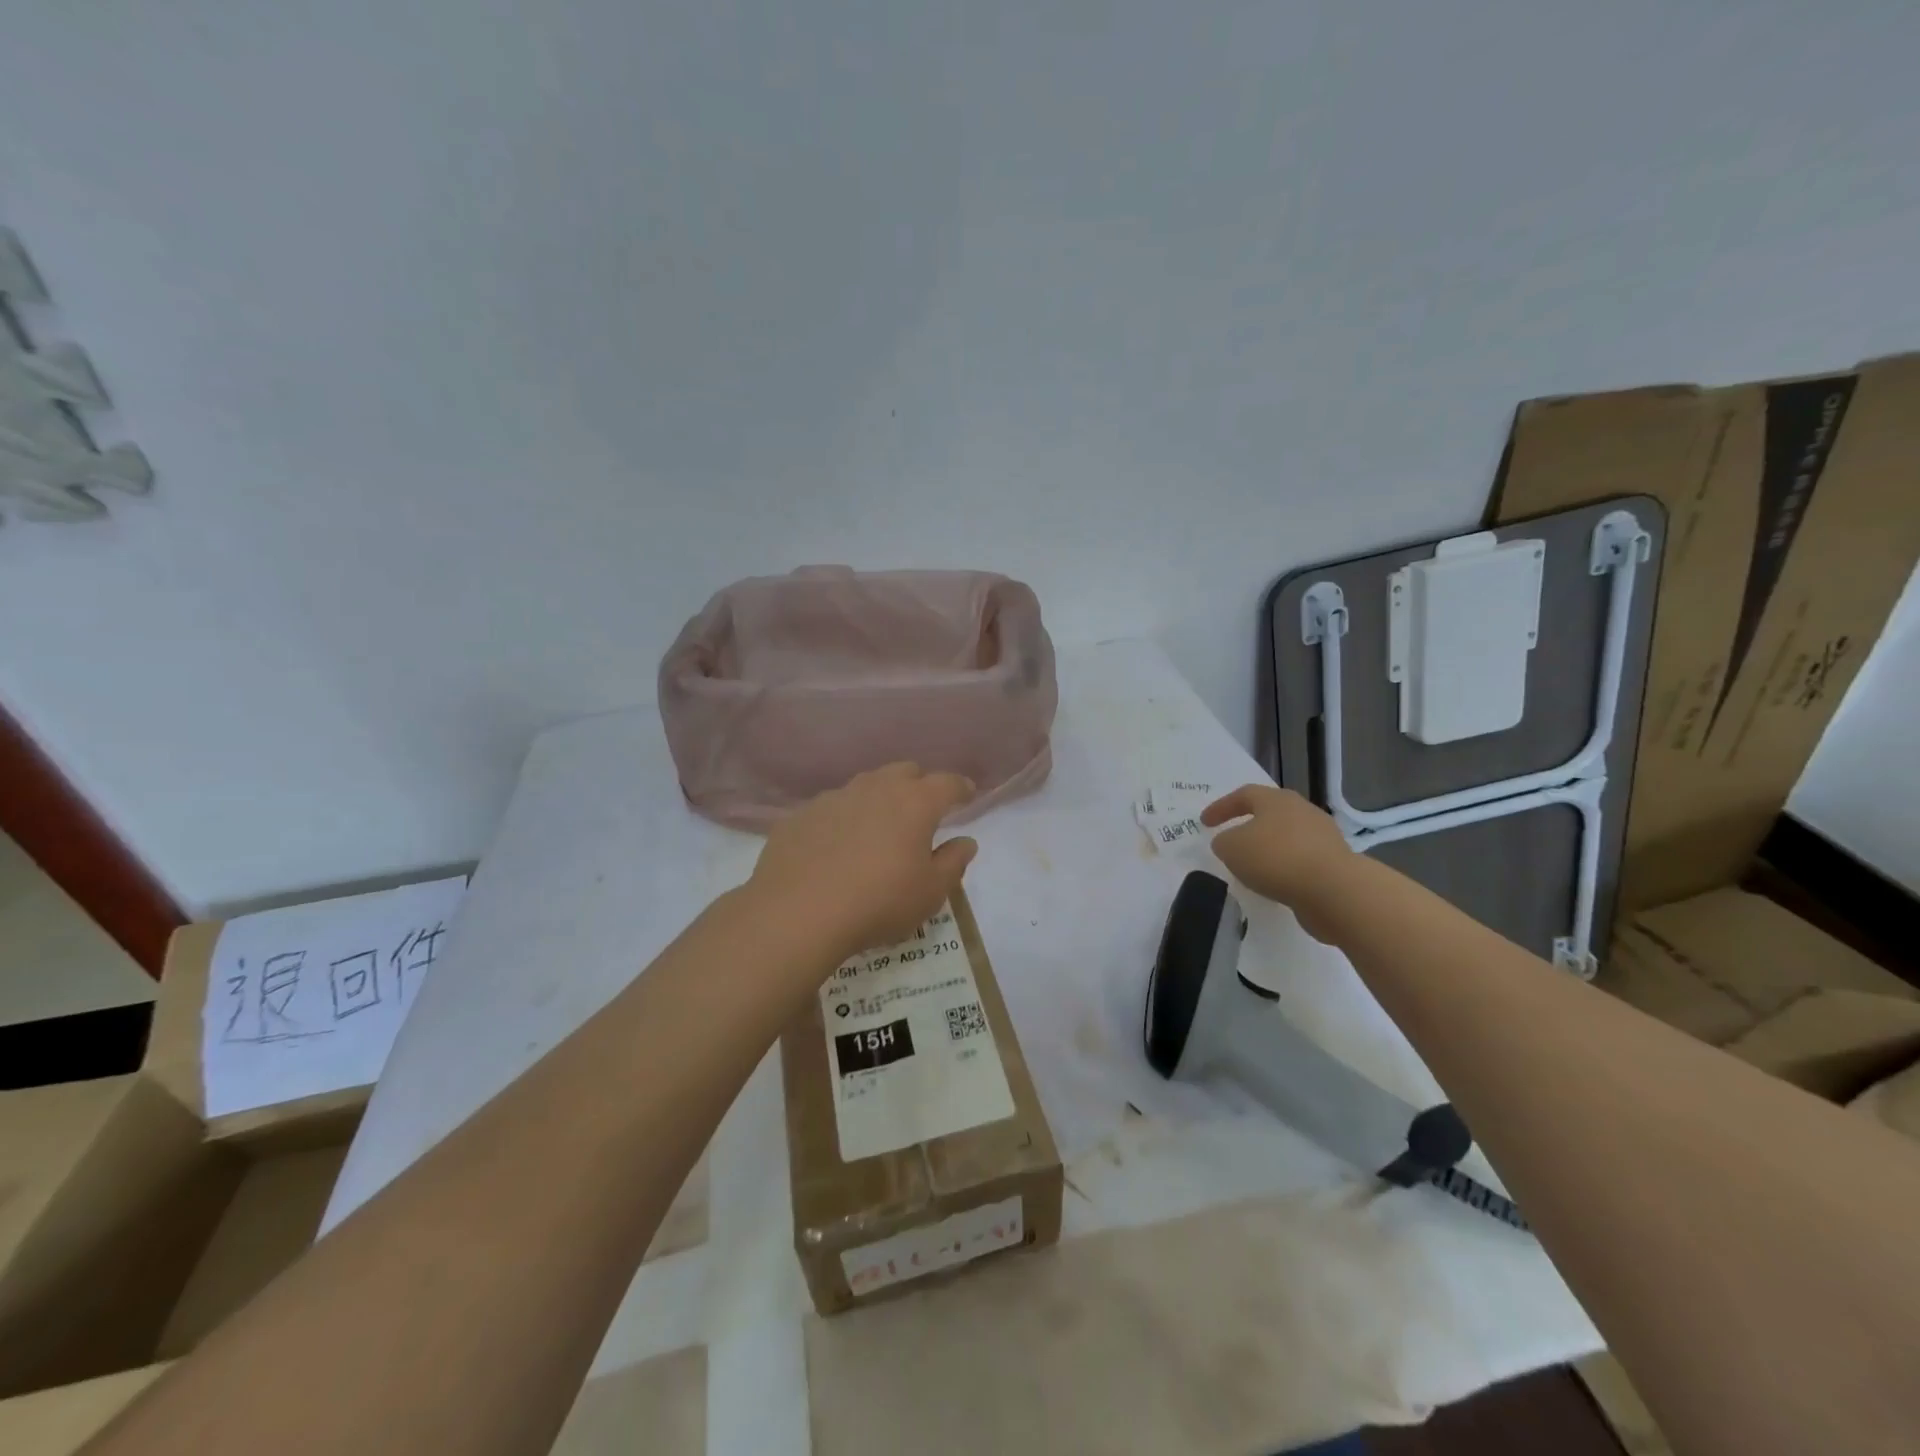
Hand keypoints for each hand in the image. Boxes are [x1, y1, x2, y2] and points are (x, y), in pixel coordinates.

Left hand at [750, 763, 977, 962]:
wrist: (797, 913)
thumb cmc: (878, 903)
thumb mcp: (930, 893)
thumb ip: (953, 862)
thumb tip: (965, 841)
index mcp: (915, 803)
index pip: (947, 783)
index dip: (961, 788)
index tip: (967, 795)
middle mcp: (876, 788)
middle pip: (905, 772)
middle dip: (919, 785)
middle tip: (922, 812)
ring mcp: (834, 798)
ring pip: (865, 785)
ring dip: (878, 799)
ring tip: (878, 828)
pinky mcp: (801, 815)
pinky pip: (831, 808)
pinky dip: (843, 819)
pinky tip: (836, 847)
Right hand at [1201, 785, 1354, 939]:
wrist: (1334, 890)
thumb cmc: (1276, 858)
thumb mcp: (1232, 848)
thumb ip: (1224, 842)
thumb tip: (1229, 842)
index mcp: (1276, 799)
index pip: (1243, 795)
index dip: (1221, 807)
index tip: (1204, 823)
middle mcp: (1302, 811)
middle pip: (1270, 813)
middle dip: (1249, 824)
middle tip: (1232, 838)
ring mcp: (1323, 837)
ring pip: (1287, 837)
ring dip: (1268, 848)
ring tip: (1252, 866)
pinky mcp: (1334, 863)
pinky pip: (1300, 860)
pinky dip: (1284, 868)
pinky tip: (1274, 883)